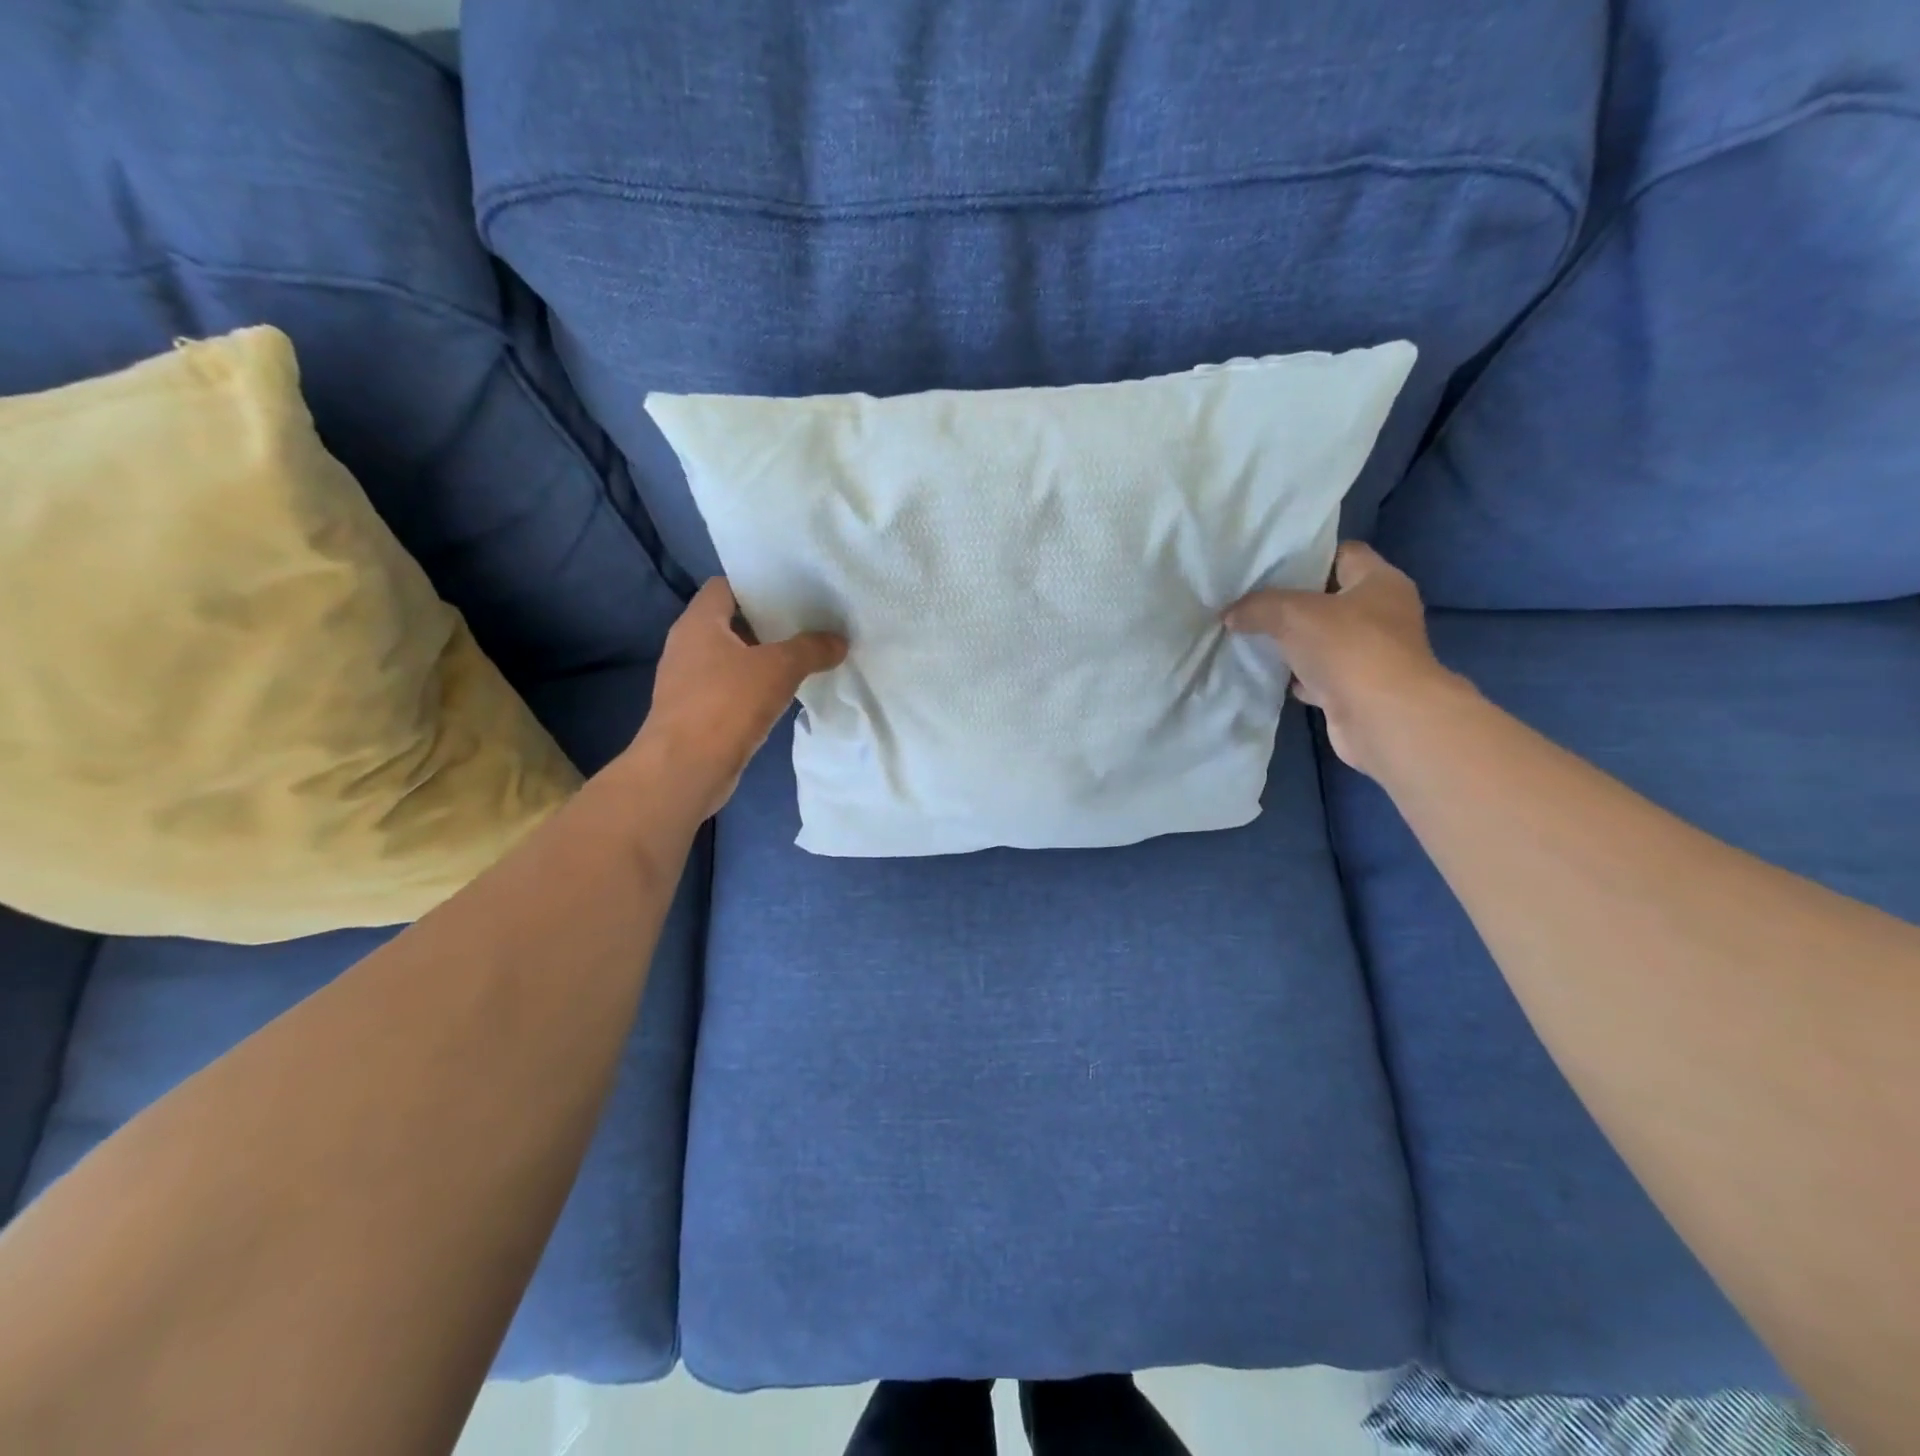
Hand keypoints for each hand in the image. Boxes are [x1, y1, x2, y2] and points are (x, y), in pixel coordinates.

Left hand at [632, 578, 846, 817]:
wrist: (685, 769)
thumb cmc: (726, 704)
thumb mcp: (779, 669)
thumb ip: (811, 649)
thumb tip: (839, 641)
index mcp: (699, 622)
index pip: (726, 586)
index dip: (758, 585)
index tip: (794, 592)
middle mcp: (687, 645)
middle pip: (731, 621)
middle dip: (768, 623)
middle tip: (809, 623)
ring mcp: (688, 681)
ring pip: (732, 657)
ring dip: (763, 658)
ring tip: (803, 657)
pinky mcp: (696, 712)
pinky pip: (730, 688)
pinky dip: (754, 687)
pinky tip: (783, 695)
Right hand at [1226, 542, 1460, 776]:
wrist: (1381, 718)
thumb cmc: (1348, 648)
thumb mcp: (1292, 613)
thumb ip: (1257, 607)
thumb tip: (1230, 614)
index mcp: (1380, 582)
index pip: (1345, 553)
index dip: (1308, 555)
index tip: (1270, 563)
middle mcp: (1383, 614)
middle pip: (1332, 598)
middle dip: (1293, 601)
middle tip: (1251, 600)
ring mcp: (1373, 655)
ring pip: (1324, 639)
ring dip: (1294, 641)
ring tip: (1252, 635)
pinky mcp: (1358, 689)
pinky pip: (1320, 675)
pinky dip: (1298, 675)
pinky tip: (1270, 674)